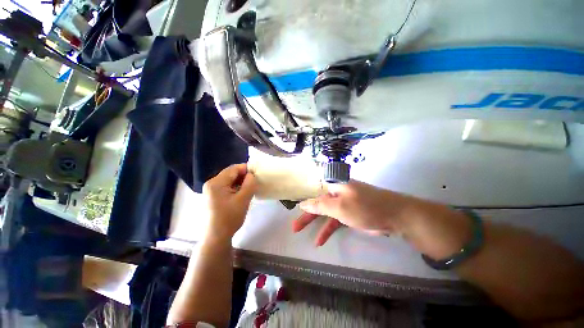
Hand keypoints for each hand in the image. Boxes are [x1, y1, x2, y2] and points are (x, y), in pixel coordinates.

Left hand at [203, 164, 256, 240]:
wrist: (216, 237)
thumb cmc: (229, 218)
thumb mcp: (243, 199)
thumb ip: (249, 184)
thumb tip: (252, 175)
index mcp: (216, 183)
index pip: (233, 169)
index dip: (246, 169)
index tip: (257, 174)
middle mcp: (211, 183)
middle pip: (231, 174)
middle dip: (244, 176)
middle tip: (254, 183)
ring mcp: (211, 190)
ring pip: (230, 180)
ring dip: (241, 182)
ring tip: (250, 189)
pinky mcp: (213, 196)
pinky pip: (227, 186)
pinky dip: (236, 188)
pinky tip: (242, 194)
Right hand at [292, 180, 415, 245]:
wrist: (395, 216)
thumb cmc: (364, 206)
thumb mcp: (339, 206)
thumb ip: (319, 205)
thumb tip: (302, 203)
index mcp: (334, 185)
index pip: (313, 189)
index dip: (303, 197)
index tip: (292, 206)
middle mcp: (336, 192)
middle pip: (317, 203)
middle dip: (306, 214)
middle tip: (294, 226)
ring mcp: (343, 204)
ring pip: (324, 213)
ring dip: (314, 223)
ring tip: (299, 232)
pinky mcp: (349, 214)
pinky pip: (334, 221)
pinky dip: (327, 230)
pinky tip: (319, 240)